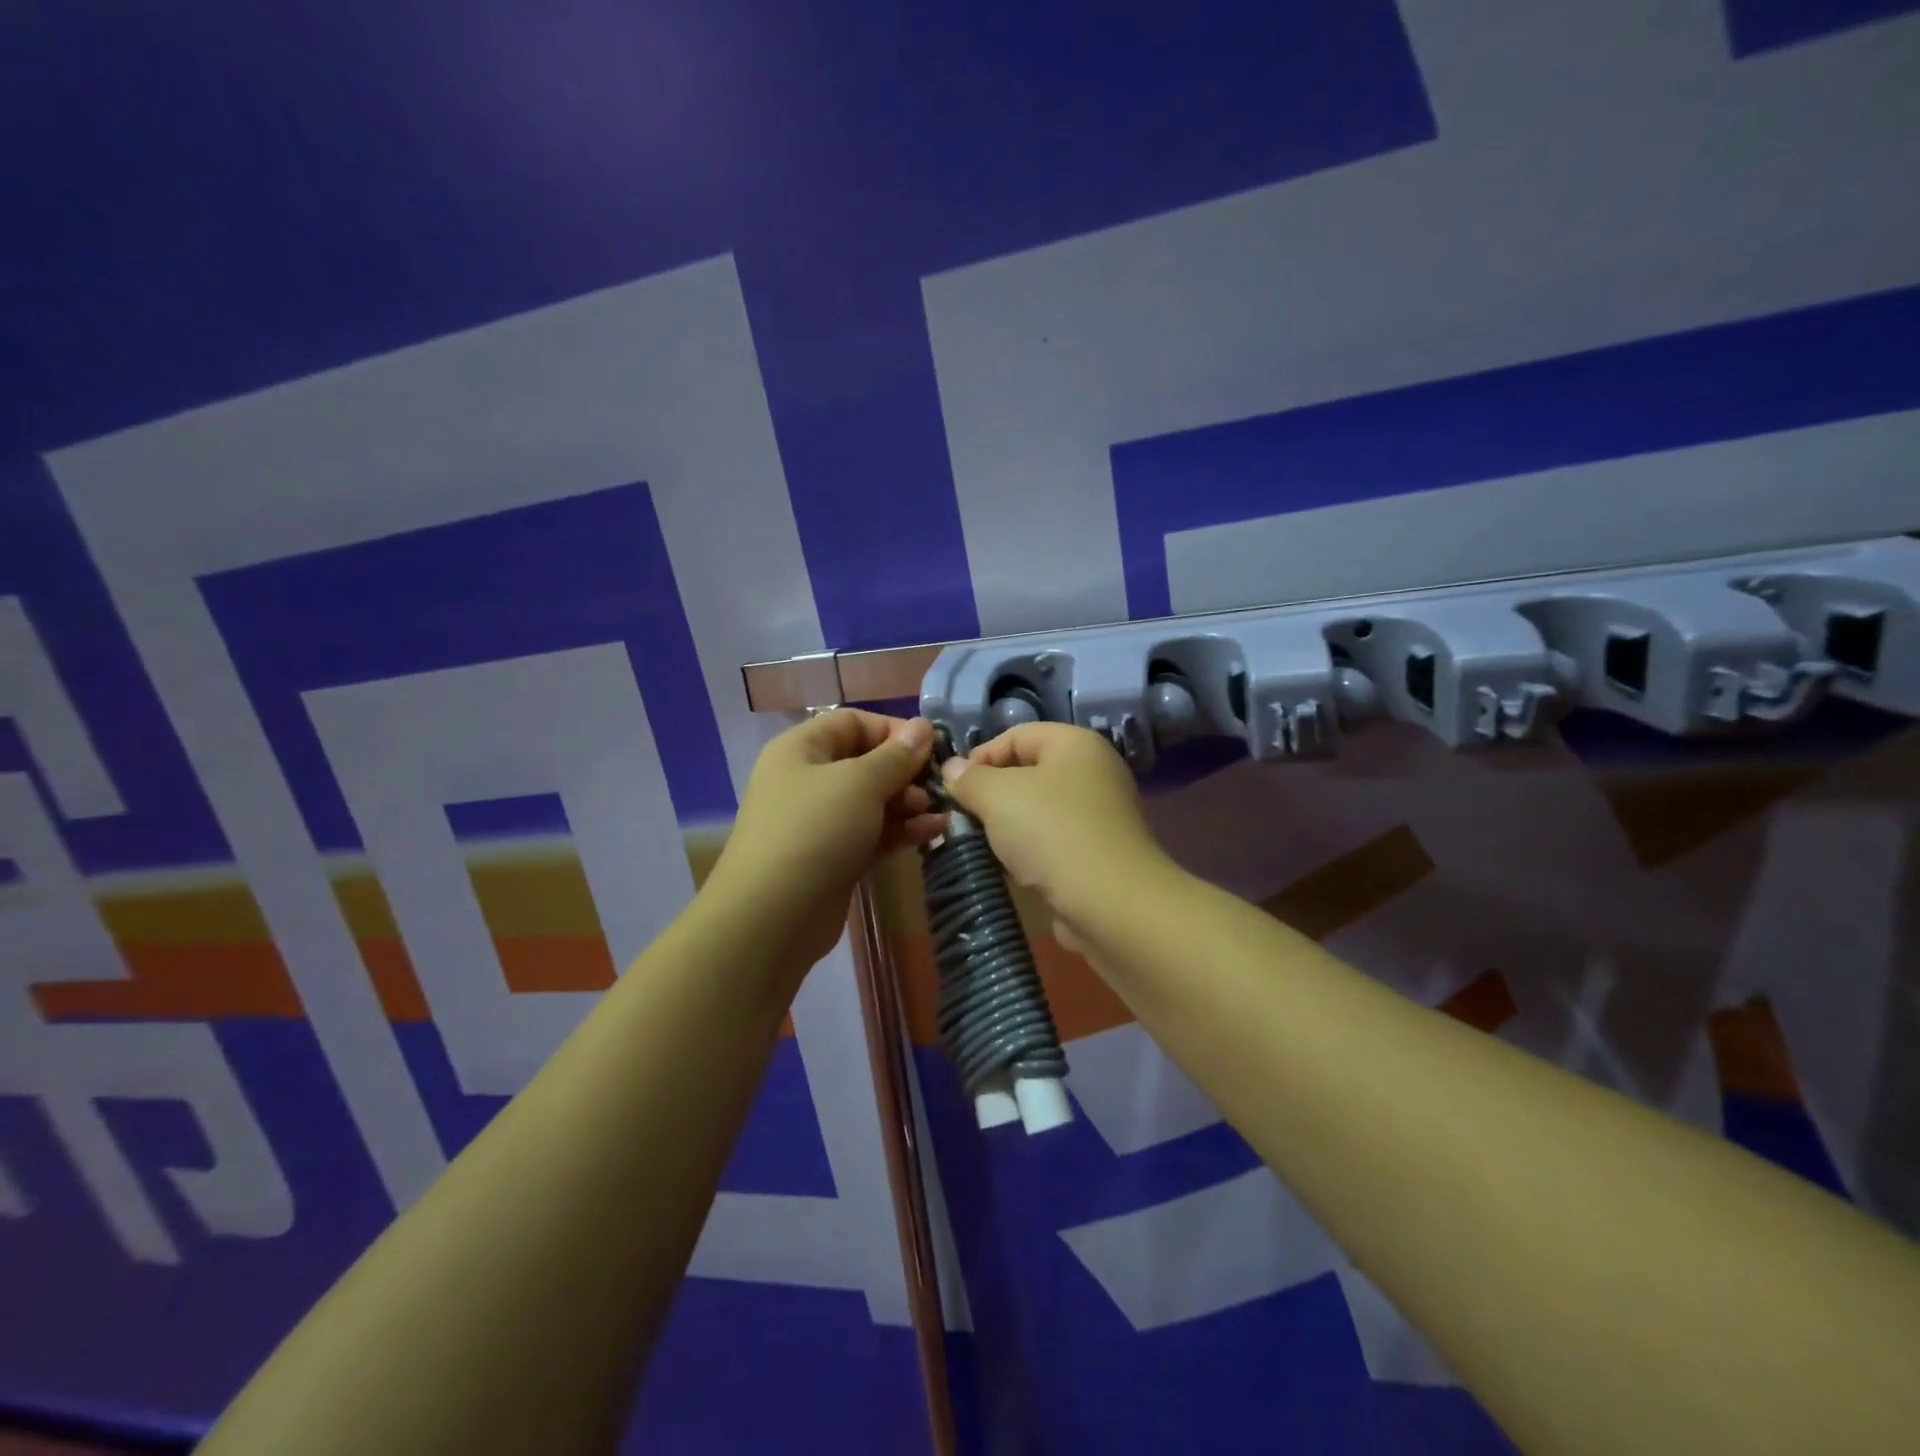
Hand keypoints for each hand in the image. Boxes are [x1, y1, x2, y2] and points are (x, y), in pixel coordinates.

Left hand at [709, 710, 942, 968]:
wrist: (773, 916)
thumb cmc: (814, 831)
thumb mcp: (860, 783)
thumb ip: (896, 756)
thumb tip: (923, 726)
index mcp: (802, 749)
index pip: (853, 723)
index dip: (893, 730)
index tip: (931, 746)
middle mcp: (808, 780)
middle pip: (865, 762)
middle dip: (905, 771)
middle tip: (936, 785)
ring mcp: (821, 822)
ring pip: (873, 801)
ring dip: (908, 803)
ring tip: (938, 812)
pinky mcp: (835, 858)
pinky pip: (873, 834)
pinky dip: (901, 831)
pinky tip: (933, 832)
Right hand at [940, 722, 1171, 946]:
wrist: (1111, 904)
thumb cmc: (1052, 833)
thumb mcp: (997, 796)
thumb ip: (970, 779)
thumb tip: (953, 768)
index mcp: (1076, 744)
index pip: (1017, 735)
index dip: (980, 755)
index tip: (952, 787)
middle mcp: (1094, 771)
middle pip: (1028, 772)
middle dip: (991, 794)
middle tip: (962, 817)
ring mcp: (1101, 814)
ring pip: (1039, 810)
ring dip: (1007, 826)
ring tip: (980, 844)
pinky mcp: (1100, 852)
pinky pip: (1053, 840)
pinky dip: (1029, 850)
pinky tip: (1009, 869)